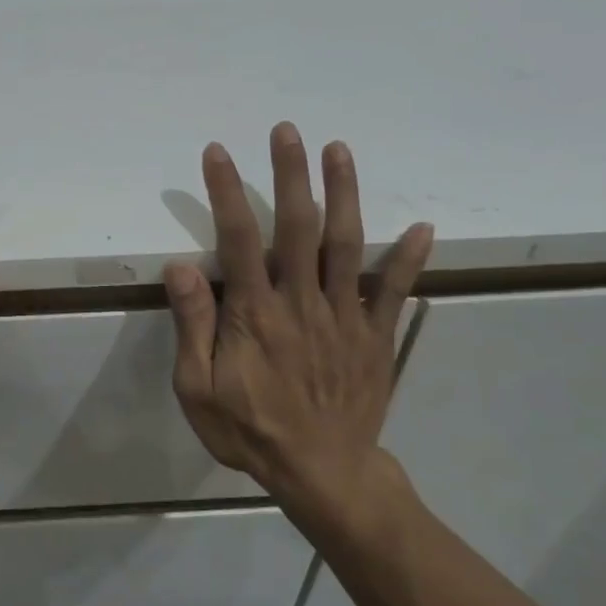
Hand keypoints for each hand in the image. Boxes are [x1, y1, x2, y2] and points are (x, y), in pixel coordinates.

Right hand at [163, 123, 432, 537]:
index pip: (239, 239)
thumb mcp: (199, 389)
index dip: (227, 192)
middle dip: (291, 175)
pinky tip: (423, 227)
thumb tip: (181, 267)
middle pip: (297, 227)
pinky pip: (394, 291)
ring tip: (339, 150)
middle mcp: (302, 302)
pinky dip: (409, 258)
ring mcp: (345, 316)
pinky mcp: (376, 335)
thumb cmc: (250, 431)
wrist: (322, 474)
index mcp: (257, 314)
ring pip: (346, 245)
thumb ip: (194, 326)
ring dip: (343, 194)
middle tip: (287, 130)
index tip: (218, 152)